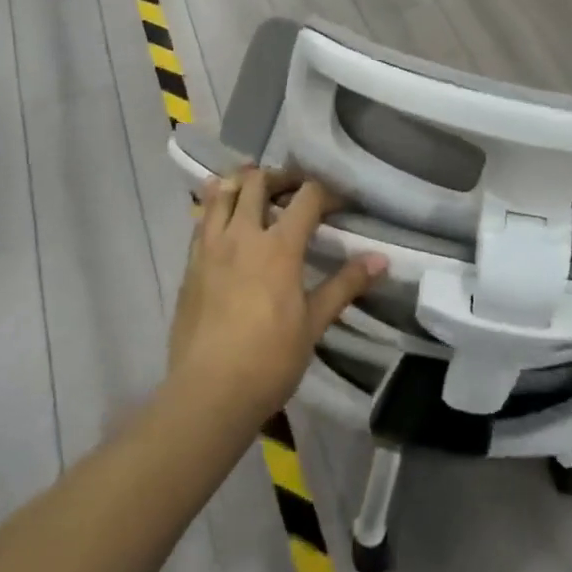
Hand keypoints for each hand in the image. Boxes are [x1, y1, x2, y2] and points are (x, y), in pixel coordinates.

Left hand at [167, 167, 386, 426]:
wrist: (208, 394)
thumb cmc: (269, 360)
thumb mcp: (314, 323)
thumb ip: (345, 285)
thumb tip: (381, 259)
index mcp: (279, 246)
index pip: (306, 196)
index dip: (326, 192)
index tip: (339, 204)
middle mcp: (242, 235)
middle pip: (258, 181)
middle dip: (280, 177)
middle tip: (294, 190)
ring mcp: (211, 247)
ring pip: (222, 192)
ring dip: (241, 183)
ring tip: (255, 191)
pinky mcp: (190, 264)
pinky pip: (202, 220)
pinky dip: (216, 208)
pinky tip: (225, 220)